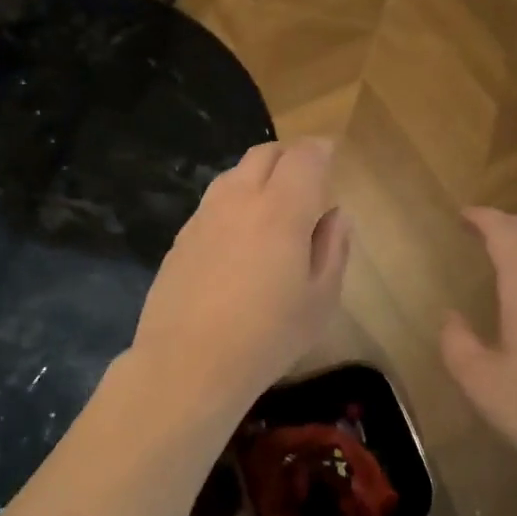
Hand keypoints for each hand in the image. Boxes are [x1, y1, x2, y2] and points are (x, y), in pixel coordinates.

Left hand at [130, 139, 350, 427]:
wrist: (187, 364)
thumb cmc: (268, 337)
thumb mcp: (321, 300)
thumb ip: (333, 248)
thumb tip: (335, 215)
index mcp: (282, 209)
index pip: (305, 156)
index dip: (321, 151)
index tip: (331, 159)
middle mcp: (239, 199)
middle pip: (265, 153)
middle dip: (290, 157)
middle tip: (306, 182)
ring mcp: (204, 216)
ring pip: (234, 174)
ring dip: (258, 177)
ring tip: (272, 209)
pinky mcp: (181, 237)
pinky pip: (213, 202)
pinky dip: (234, 203)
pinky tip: (239, 239)